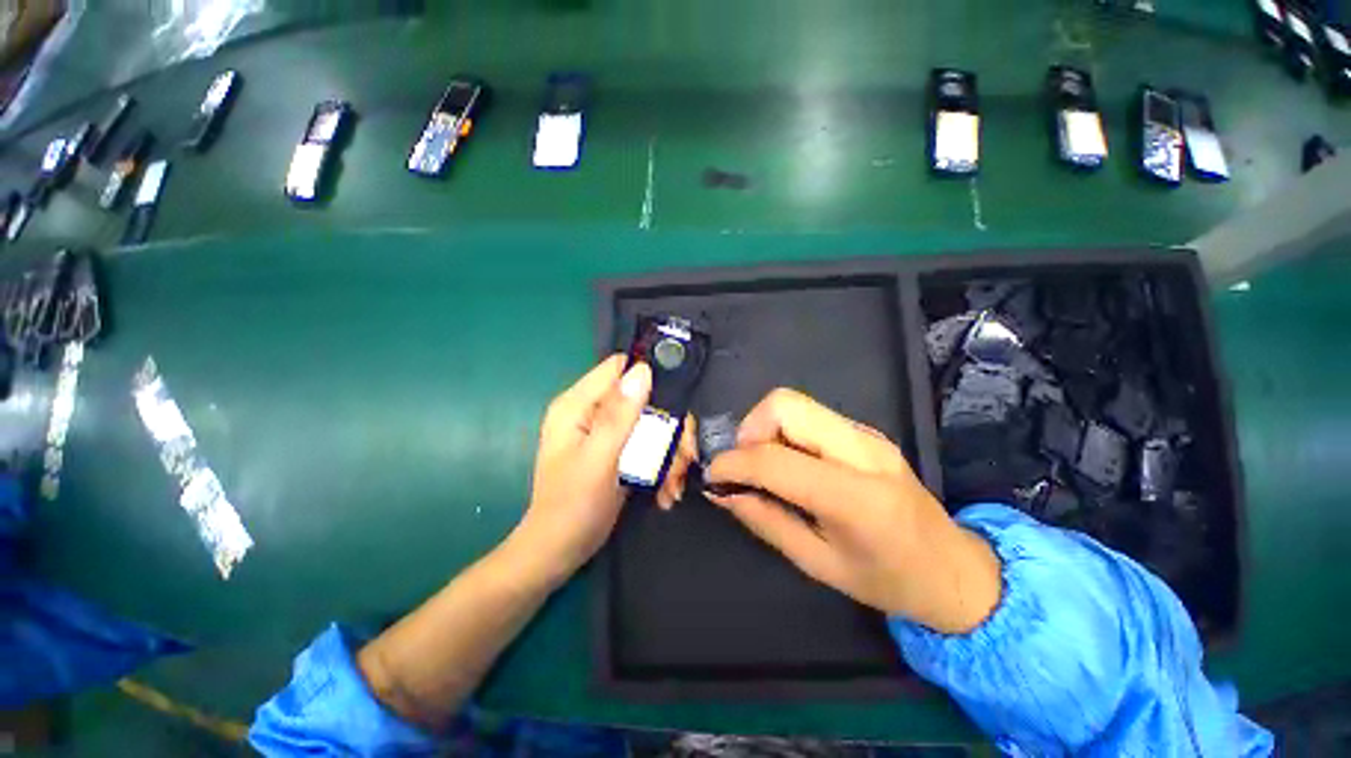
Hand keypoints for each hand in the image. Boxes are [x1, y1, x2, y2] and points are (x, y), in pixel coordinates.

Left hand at [513, 355, 697, 581]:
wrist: (559, 552)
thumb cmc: (572, 507)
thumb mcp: (598, 460)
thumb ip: (619, 415)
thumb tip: (642, 370)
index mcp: (578, 404)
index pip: (618, 368)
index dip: (649, 377)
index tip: (676, 403)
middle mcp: (592, 411)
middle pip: (643, 398)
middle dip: (669, 427)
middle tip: (685, 458)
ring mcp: (606, 432)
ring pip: (651, 423)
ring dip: (669, 452)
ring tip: (674, 483)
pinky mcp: (617, 450)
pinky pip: (648, 444)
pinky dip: (661, 465)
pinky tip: (665, 491)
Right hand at [704, 389, 1002, 633]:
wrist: (955, 568)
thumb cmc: (888, 580)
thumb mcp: (818, 564)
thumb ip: (765, 520)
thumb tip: (722, 492)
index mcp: (855, 497)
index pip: (775, 460)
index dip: (733, 462)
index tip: (713, 475)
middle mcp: (862, 451)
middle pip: (785, 404)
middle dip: (750, 429)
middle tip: (743, 464)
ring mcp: (866, 434)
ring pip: (795, 402)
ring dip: (764, 428)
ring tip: (761, 464)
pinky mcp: (864, 431)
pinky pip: (808, 415)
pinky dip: (783, 431)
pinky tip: (786, 462)